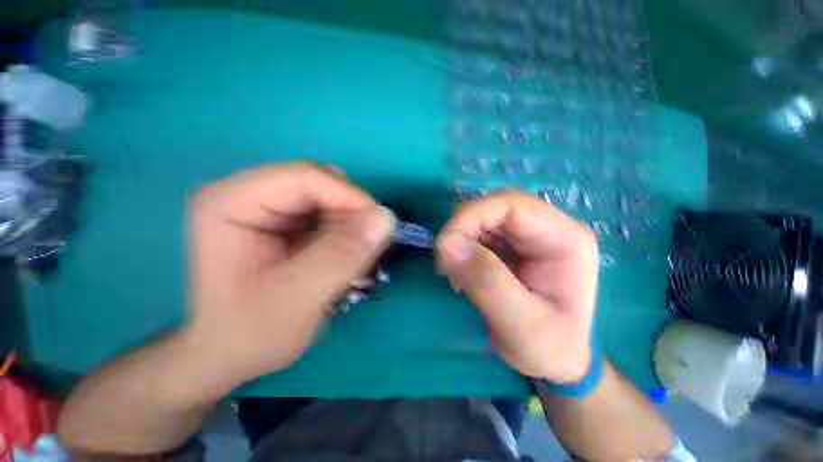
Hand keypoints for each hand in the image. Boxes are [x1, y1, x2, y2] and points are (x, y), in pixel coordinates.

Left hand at [183, 162, 394, 387]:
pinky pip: (330, 214)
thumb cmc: (250, 333)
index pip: (306, 177)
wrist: (230, 353)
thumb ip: (342, 254)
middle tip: (363, 252)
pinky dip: (346, 233)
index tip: (379, 228)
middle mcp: (249, 194)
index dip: (350, 197)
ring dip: (350, 226)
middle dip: (351, 215)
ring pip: (331, 198)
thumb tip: (386, 218)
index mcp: (232, 202)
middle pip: (321, 183)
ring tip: (348, 261)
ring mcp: (269, 207)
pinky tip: (340, 258)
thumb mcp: (298, 298)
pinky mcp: (286, 221)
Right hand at [436, 191, 598, 382]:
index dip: (472, 215)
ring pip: (483, 218)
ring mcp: (529, 235)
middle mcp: (549, 228)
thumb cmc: (548, 349)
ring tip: (453, 270)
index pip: (512, 204)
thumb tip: (447, 244)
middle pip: (495, 208)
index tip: (444, 244)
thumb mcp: (520, 325)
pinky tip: (461, 270)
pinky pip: (479, 233)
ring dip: (460, 238)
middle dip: (463, 229)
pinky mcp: (512, 245)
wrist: (556, 361)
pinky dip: (463, 246)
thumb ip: (487, 282)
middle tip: (444, 261)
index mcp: (566, 239)